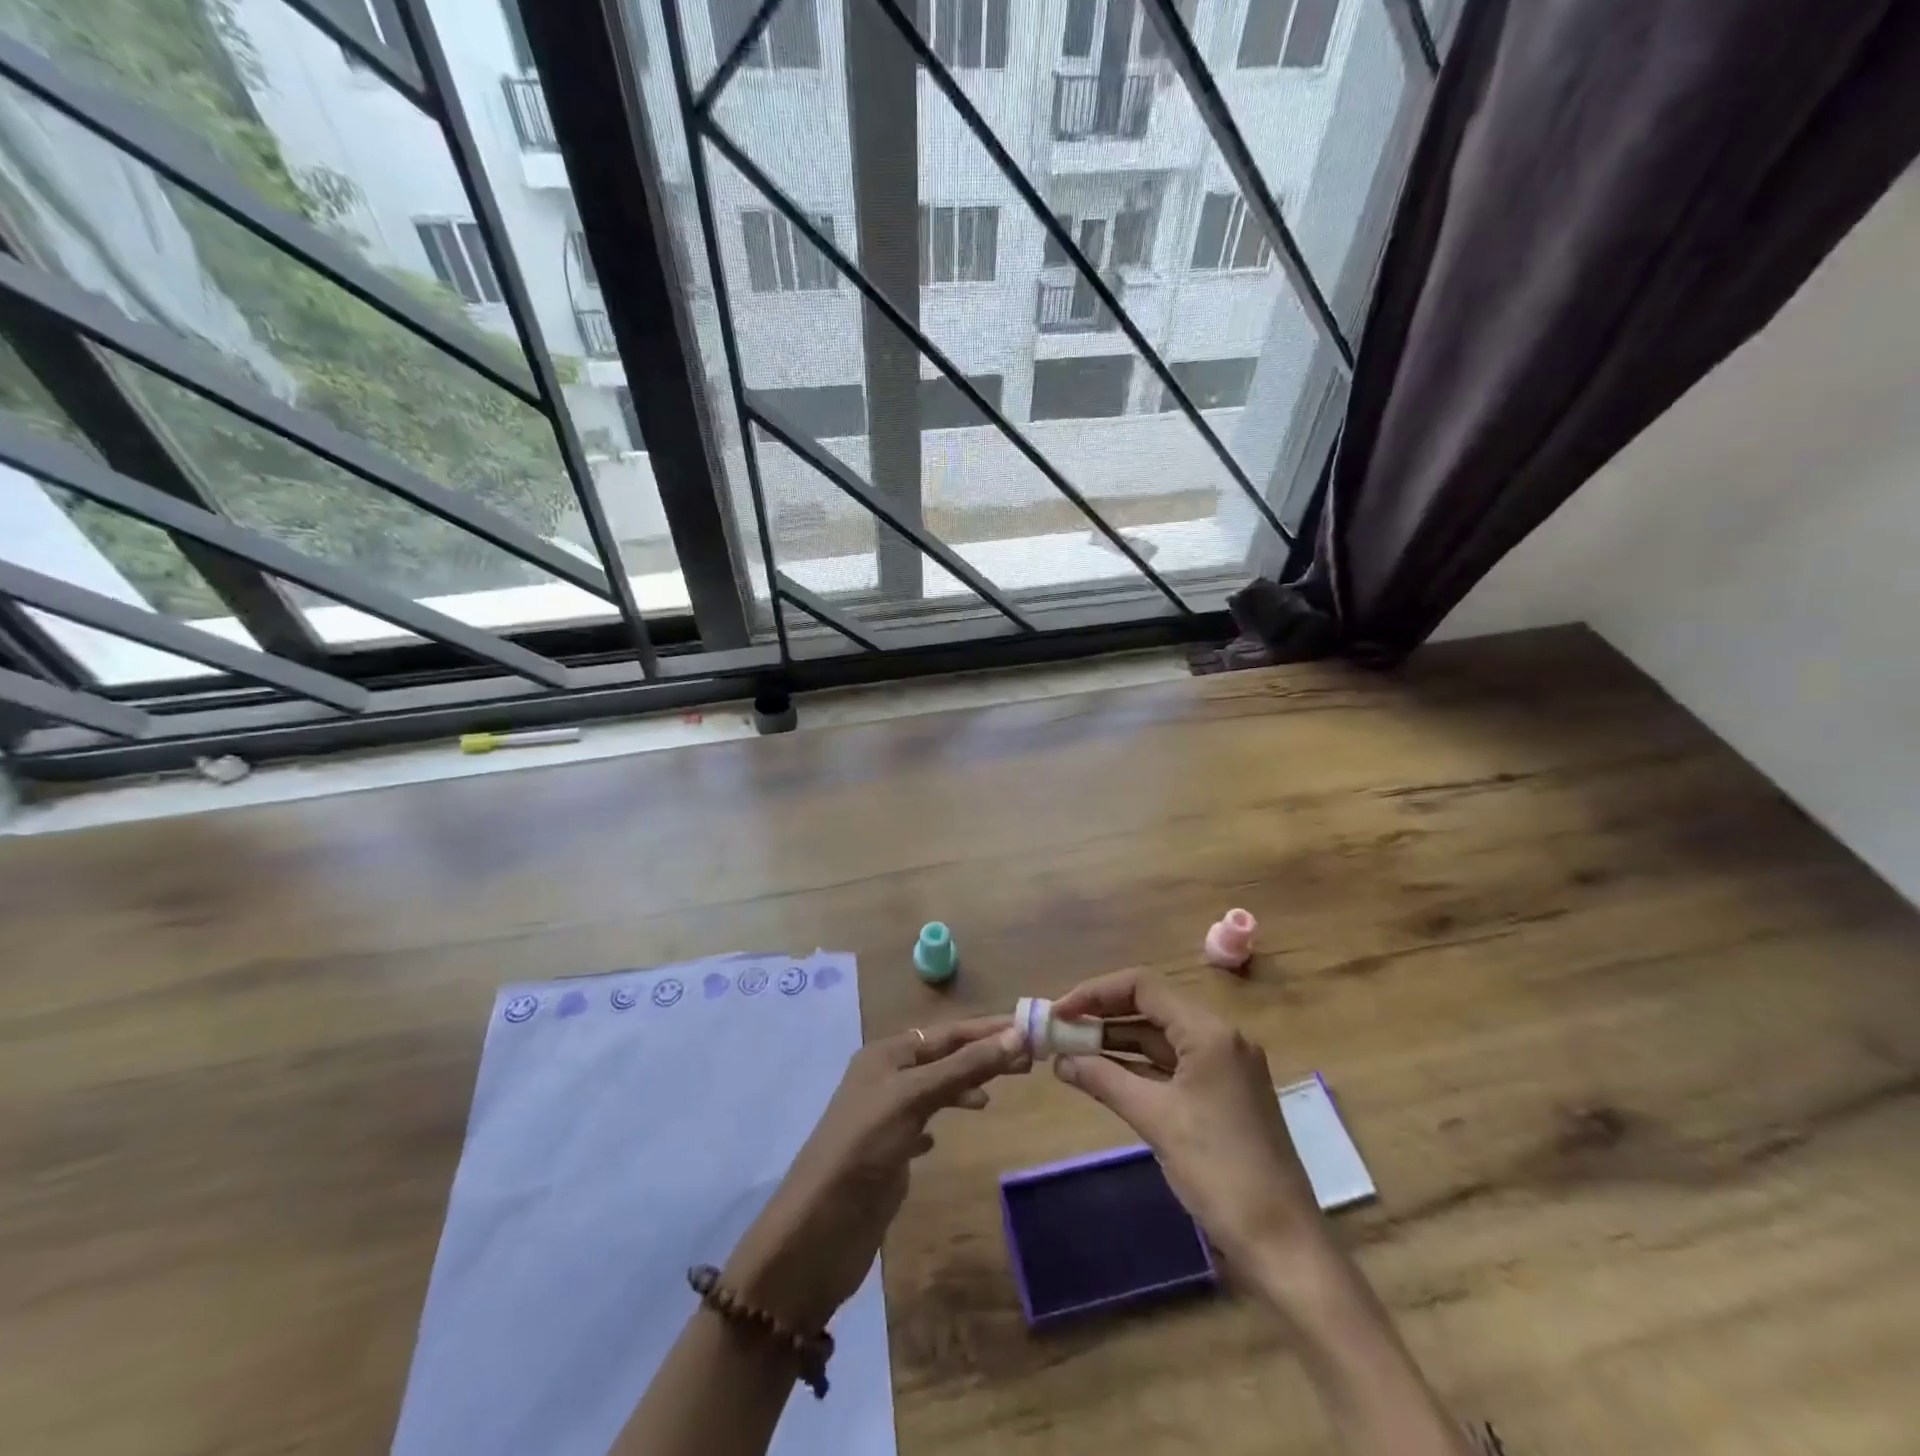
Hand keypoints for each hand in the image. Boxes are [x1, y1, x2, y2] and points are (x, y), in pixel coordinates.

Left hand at [724, 1017, 1030, 1328]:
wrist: (819, 1229)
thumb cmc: (865, 1147)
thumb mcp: (915, 1097)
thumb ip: (964, 1067)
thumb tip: (1016, 1035)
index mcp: (887, 1054)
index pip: (948, 1033)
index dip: (988, 1030)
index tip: (1031, 1029)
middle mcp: (885, 1077)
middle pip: (944, 1057)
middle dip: (983, 1056)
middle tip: (1029, 1062)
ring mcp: (885, 1116)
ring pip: (935, 1088)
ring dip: (965, 1084)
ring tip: (995, 1095)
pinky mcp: (888, 1152)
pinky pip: (923, 1122)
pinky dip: (942, 1118)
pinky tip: (949, 1131)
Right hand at [1051, 971, 1326, 1271]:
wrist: (1283, 1244)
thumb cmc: (1219, 1171)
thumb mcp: (1155, 1120)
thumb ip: (1104, 1080)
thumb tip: (1060, 1060)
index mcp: (1209, 1032)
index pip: (1143, 986)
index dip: (1096, 993)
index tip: (1059, 1013)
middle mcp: (1220, 1037)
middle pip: (1152, 1006)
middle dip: (1104, 1015)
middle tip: (1060, 1029)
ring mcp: (1224, 1066)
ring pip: (1161, 1036)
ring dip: (1118, 1041)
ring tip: (1072, 1050)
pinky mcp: (1223, 1093)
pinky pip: (1172, 1064)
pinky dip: (1138, 1065)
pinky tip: (1105, 1074)